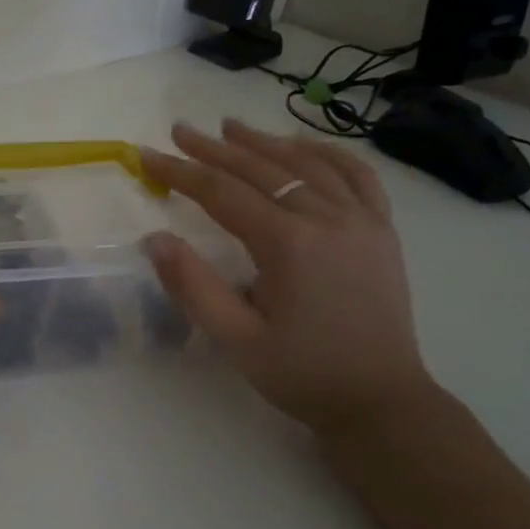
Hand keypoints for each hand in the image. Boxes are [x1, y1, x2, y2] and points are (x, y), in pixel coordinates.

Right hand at [140, 120, 433, 436]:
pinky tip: (305, 147)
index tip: (147, 154)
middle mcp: (327, 218)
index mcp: (288, 244)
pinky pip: (356, 175)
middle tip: (180, 130)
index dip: (180, 171)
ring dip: (265, 142)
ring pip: (307, 164)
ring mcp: (362, 220)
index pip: (221, 193)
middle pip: (261, 169)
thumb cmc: (302, 373)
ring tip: (232, 127)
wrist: (381, 402)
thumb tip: (155, 239)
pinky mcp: (382, 231)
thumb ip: (192, 286)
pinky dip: (327, 154)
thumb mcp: (235, 339)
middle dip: (215, 148)